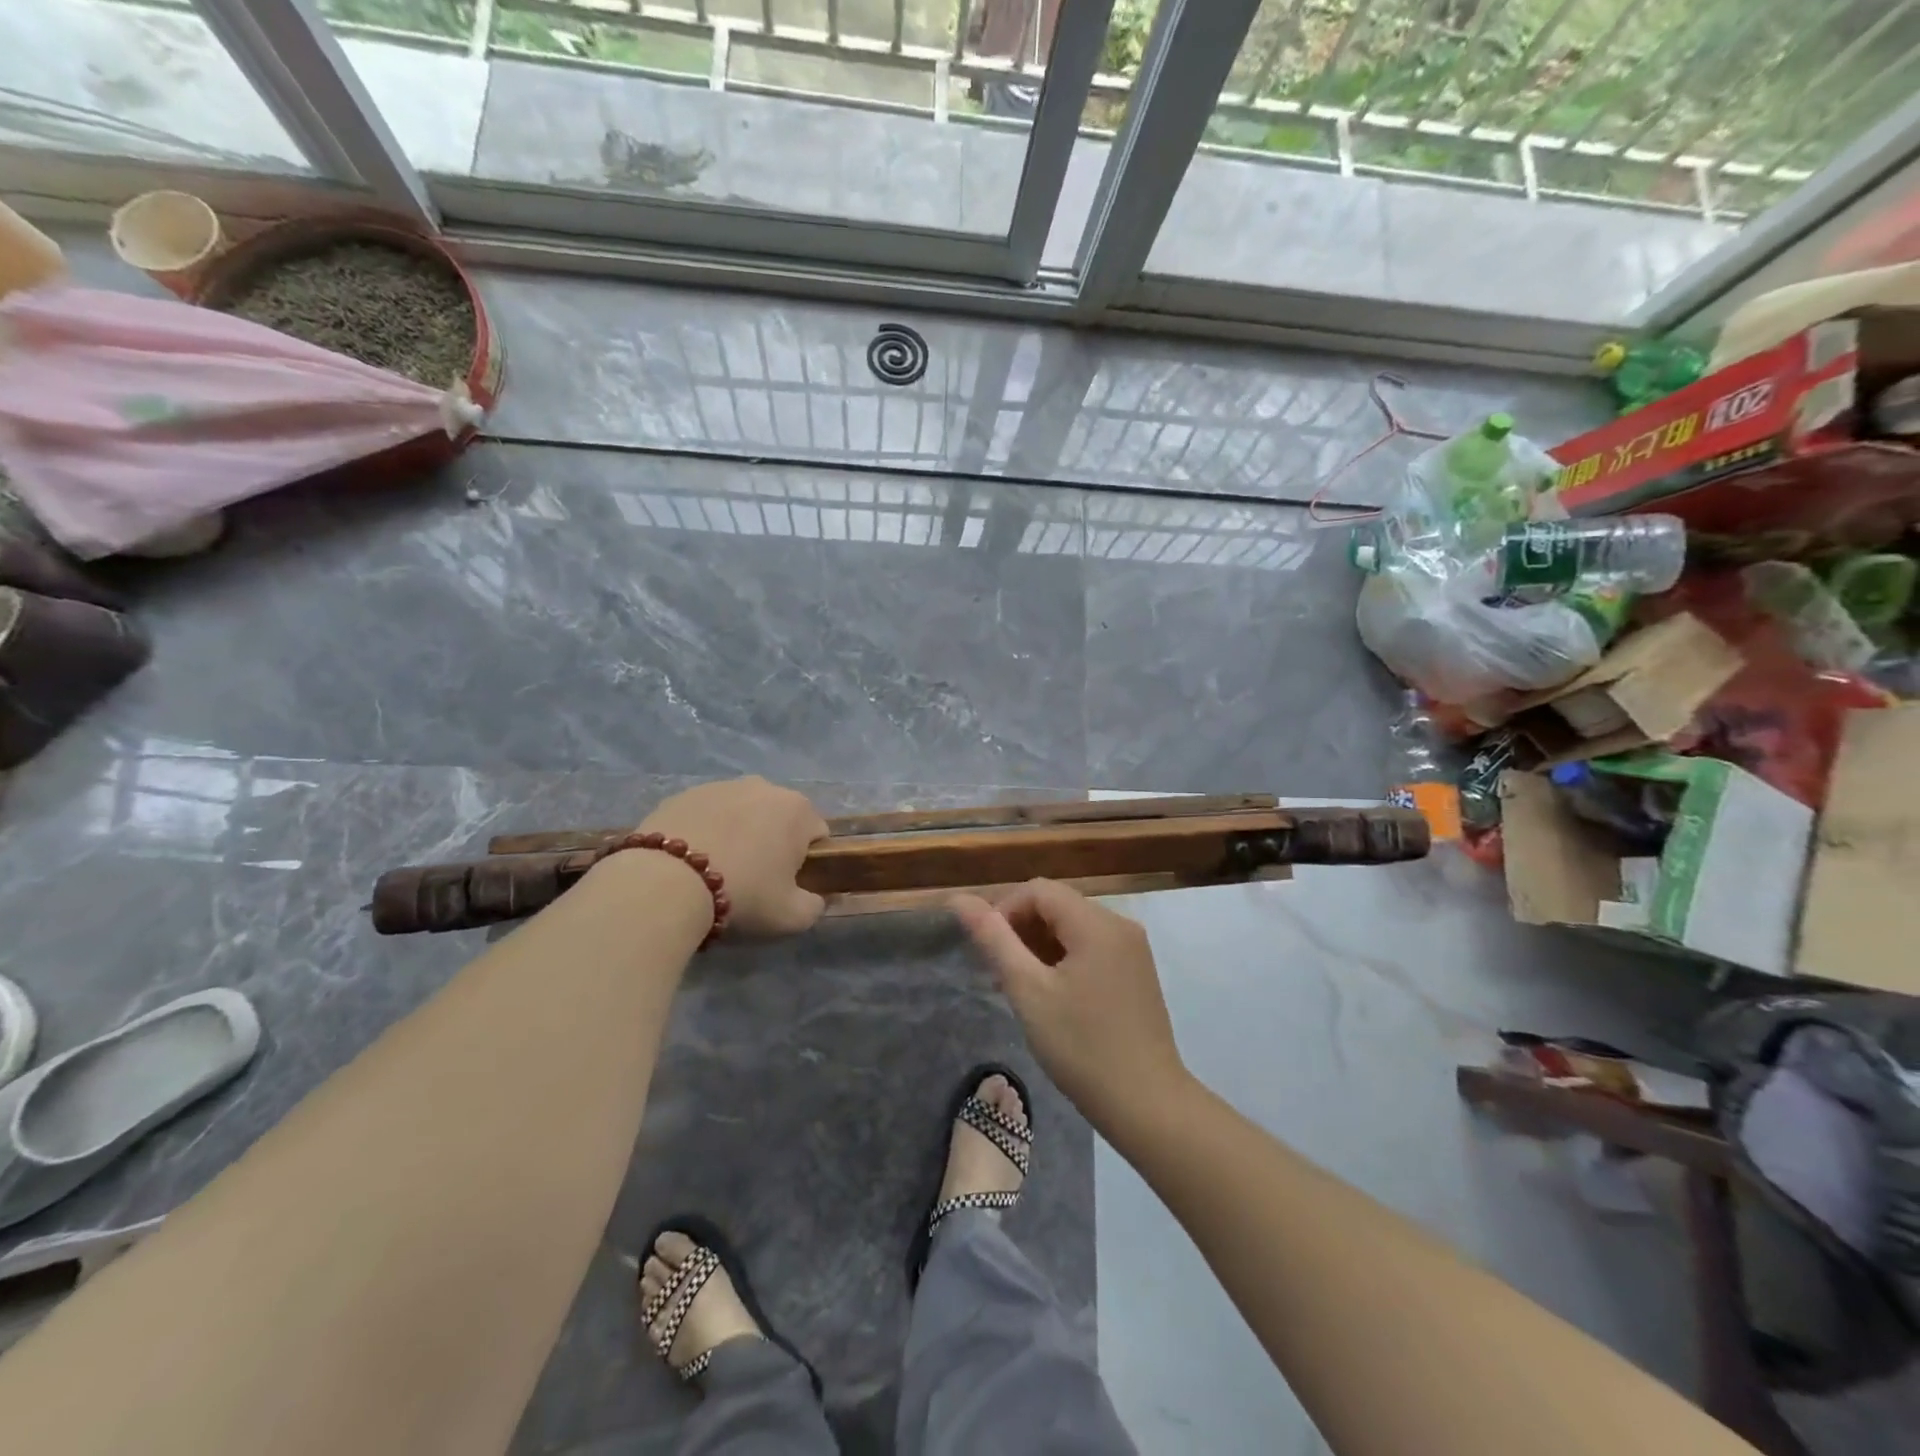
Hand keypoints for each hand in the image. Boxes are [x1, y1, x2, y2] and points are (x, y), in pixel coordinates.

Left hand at [637, 777, 829, 937]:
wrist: (665, 883)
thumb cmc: (742, 895)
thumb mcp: (791, 917)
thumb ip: (814, 906)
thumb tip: (815, 898)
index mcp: (798, 810)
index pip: (816, 834)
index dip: (806, 862)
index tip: (786, 885)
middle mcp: (764, 787)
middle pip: (778, 818)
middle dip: (771, 843)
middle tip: (752, 879)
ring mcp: (721, 786)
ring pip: (741, 813)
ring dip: (738, 834)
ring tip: (716, 870)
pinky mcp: (683, 794)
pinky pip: (706, 814)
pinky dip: (705, 832)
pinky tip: (688, 862)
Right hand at [952, 880, 1187, 1129]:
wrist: (1147, 1105)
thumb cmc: (1081, 1047)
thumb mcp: (1028, 991)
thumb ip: (993, 939)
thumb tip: (959, 899)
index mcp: (1097, 923)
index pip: (1038, 890)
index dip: (1004, 910)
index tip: (986, 951)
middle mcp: (1120, 924)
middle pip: (1057, 905)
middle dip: (1021, 930)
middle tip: (998, 974)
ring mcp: (1133, 949)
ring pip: (1073, 927)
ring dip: (1040, 946)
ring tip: (1019, 988)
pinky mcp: (1137, 972)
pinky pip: (1092, 947)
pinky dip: (1064, 959)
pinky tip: (1050, 995)